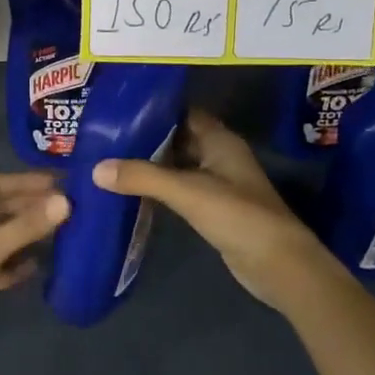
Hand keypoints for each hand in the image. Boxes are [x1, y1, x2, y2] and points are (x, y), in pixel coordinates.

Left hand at [0, 172, 68, 346]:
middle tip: (64, 208)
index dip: (24, 182)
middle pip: (0, 211)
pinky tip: (39, 265)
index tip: (56, 183)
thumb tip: (65, 201)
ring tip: (59, 232)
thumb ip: (26, 225)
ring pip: (1, 239)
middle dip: (29, 207)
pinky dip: (16, 265)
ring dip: (26, 235)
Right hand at [94, 111, 343, 309]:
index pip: (182, 112)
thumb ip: (143, 177)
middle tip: (105, 137)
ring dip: (151, 164)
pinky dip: (159, 188)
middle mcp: (219, 155)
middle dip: (145, 138)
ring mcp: (218, 182)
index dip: (153, 110)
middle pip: (177, 138)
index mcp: (219, 139)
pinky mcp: (214, 208)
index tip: (118, 111)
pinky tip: (132, 192)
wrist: (278, 264)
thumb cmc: (237, 215)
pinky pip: (181, 189)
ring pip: (178, 165)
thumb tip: (96, 169)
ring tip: (110, 161)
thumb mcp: (187, 191)